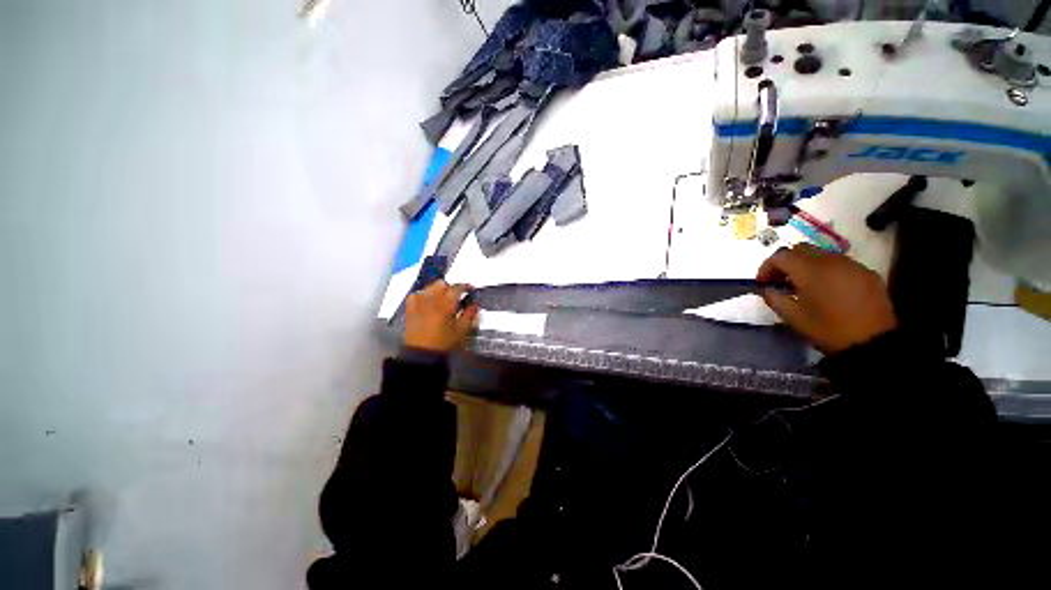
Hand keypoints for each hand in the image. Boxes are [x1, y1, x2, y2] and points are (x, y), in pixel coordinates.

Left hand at [403, 281, 478, 352]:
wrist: (421, 354)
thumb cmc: (443, 343)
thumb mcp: (461, 330)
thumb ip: (469, 315)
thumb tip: (475, 305)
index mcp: (446, 304)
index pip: (457, 287)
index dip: (465, 286)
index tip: (470, 288)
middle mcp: (432, 300)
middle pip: (442, 284)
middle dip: (450, 287)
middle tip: (457, 295)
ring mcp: (419, 303)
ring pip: (429, 287)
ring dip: (438, 289)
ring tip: (443, 297)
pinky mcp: (410, 309)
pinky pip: (416, 294)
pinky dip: (423, 294)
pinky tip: (427, 300)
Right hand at [756, 244, 897, 354]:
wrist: (873, 343)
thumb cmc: (827, 329)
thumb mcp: (792, 317)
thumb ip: (774, 298)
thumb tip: (766, 289)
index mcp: (809, 270)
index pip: (780, 256)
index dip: (766, 267)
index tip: (762, 283)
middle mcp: (831, 261)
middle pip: (801, 249)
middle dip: (786, 262)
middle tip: (780, 280)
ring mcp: (852, 265)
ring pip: (822, 254)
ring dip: (806, 265)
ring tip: (803, 285)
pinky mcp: (867, 273)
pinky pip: (840, 264)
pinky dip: (826, 271)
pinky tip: (827, 289)